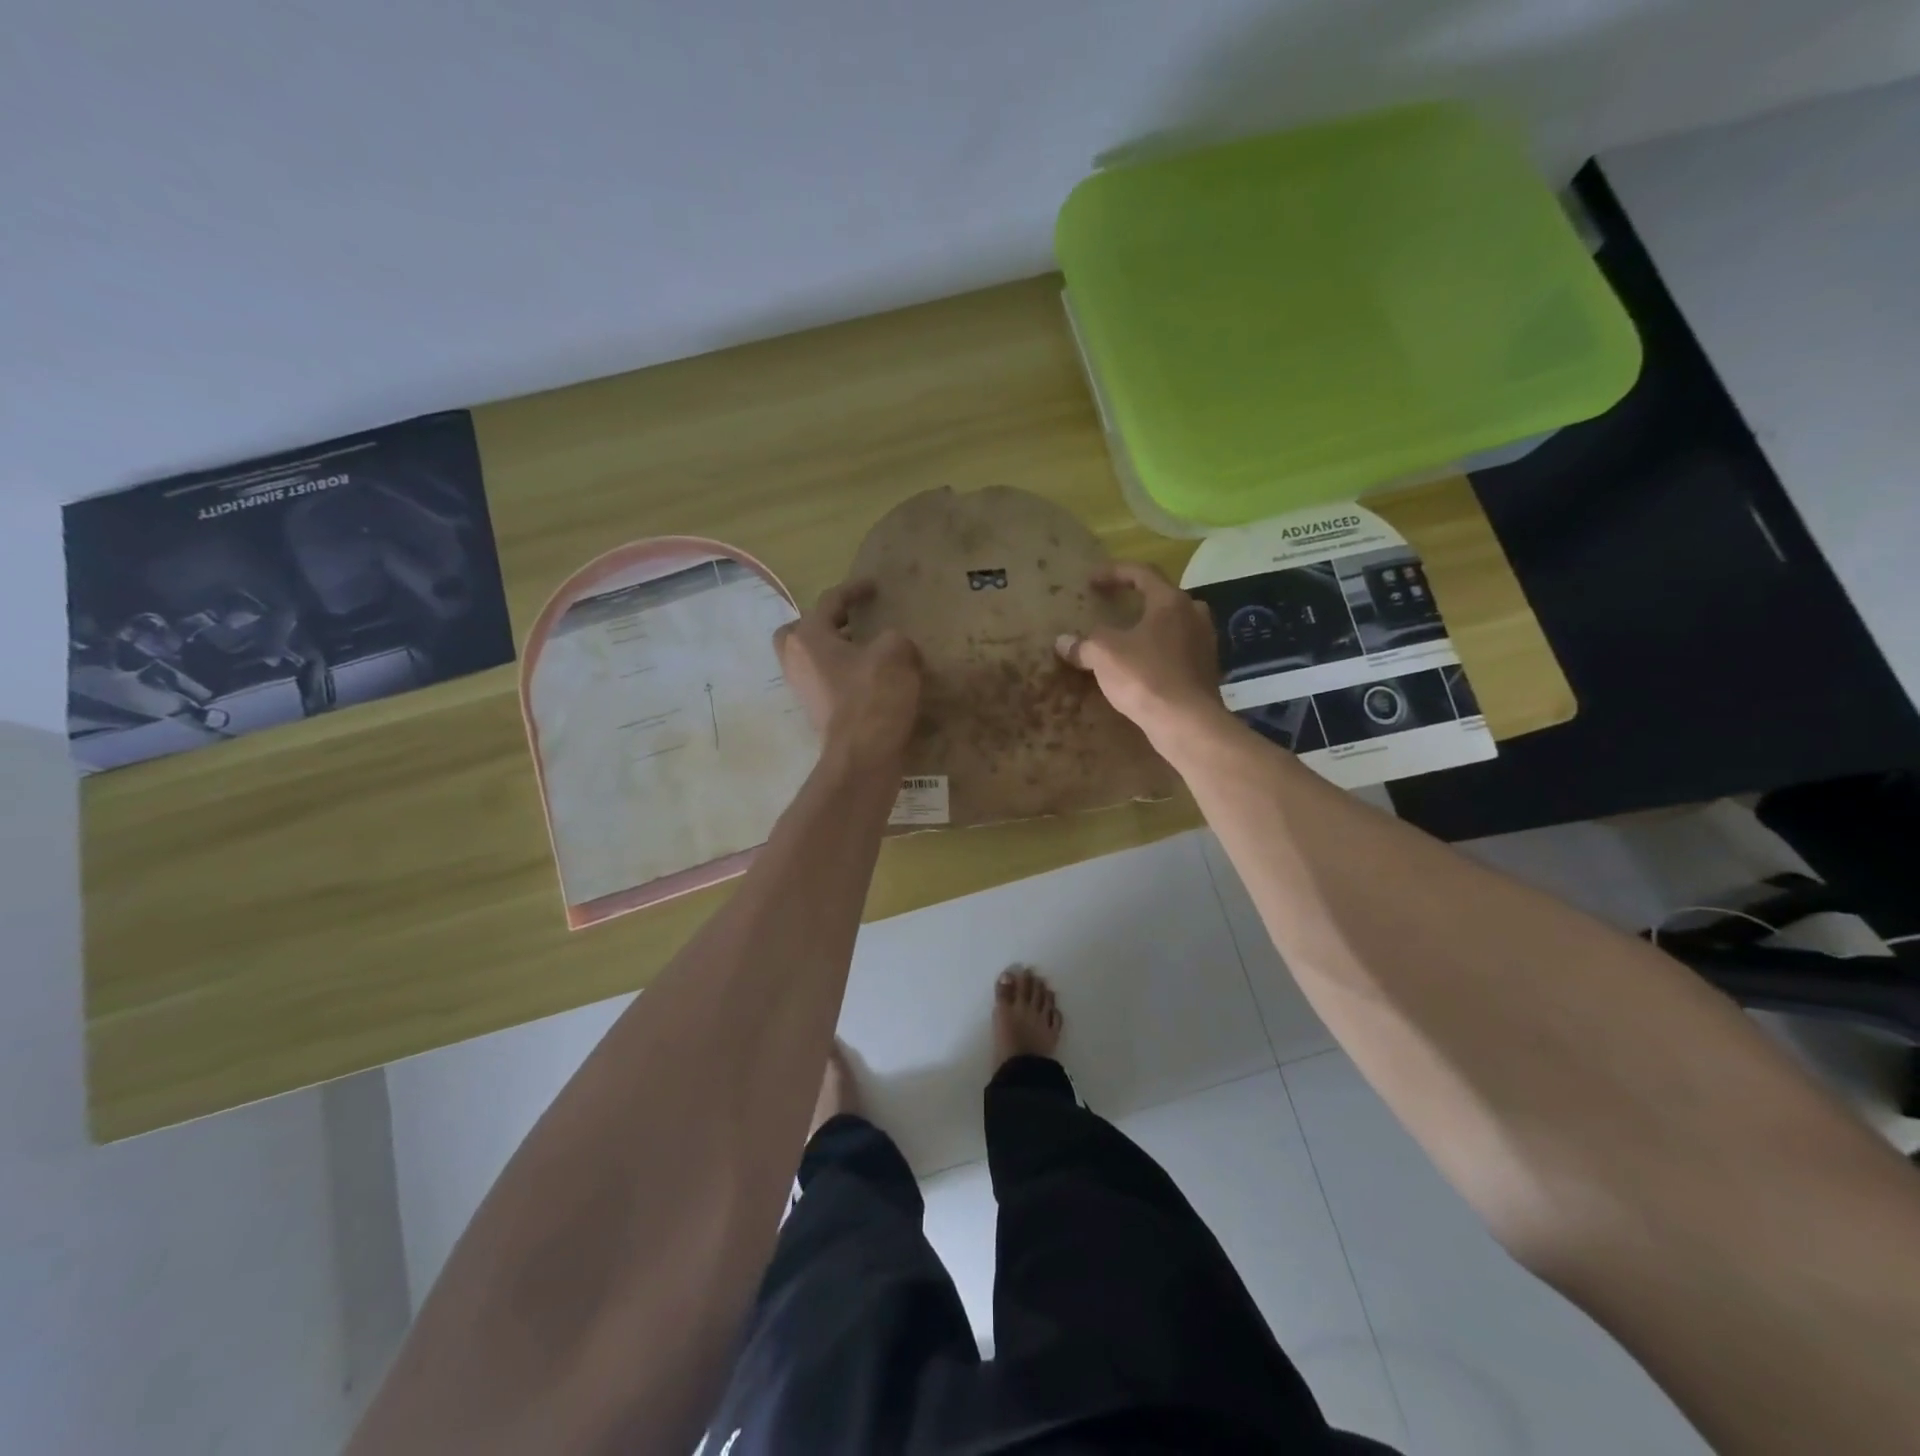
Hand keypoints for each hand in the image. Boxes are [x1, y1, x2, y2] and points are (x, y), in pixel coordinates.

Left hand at [774, 579, 921, 764]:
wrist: (864, 755)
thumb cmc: (874, 696)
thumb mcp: (896, 652)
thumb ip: (895, 639)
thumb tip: (894, 648)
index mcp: (808, 637)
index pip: (830, 601)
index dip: (854, 590)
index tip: (874, 588)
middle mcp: (796, 660)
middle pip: (801, 631)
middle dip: (824, 624)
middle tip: (851, 624)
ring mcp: (804, 690)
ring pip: (812, 659)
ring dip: (836, 652)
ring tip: (867, 652)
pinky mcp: (817, 713)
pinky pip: (826, 683)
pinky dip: (844, 676)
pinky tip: (871, 680)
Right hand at [1054, 562, 1229, 749]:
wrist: (1186, 722)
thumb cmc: (1145, 676)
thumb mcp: (1104, 655)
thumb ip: (1084, 644)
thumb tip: (1063, 642)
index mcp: (1171, 601)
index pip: (1142, 573)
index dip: (1114, 572)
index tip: (1091, 580)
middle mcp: (1194, 615)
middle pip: (1163, 598)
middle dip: (1138, 601)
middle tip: (1115, 608)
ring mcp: (1205, 644)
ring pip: (1173, 626)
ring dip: (1149, 628)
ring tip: (1127, 639)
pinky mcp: (1206, 671)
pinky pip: (1178, 652)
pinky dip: (1158, 653)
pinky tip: (1141, 667)